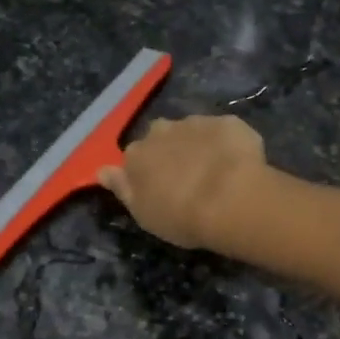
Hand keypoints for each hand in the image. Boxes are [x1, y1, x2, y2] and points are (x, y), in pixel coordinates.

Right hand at [98, 115, 270, 249]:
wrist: (231, 198)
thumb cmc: (181, 216)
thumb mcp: (144, 213)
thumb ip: (123, 189)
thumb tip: (102, 171)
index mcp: (136, 155)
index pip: (133, 158)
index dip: (146, 172)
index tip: (158, 188)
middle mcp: (161, 131)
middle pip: (160, 138)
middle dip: (170, 152)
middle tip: (186, 178)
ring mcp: (195, 123)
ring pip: (191, 131)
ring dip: (198, 146)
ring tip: (215, 173)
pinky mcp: (227, 122)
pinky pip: (222, 132)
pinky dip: (226, 144)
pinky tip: (236, 164)